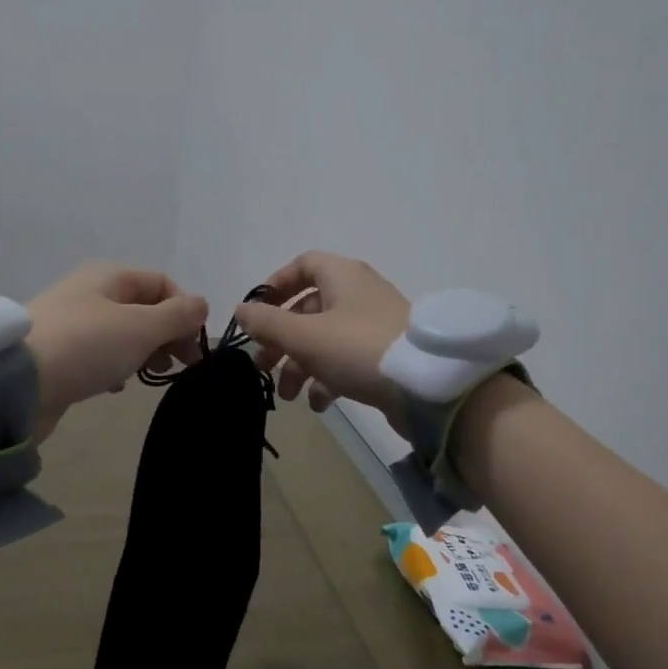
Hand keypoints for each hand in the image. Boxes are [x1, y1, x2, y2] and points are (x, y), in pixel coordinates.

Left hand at [25, 263, 208, 433]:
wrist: (16, 383)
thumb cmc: (86, 346)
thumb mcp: (140, 327)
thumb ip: (177, 316)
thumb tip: (201, 304)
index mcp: (110, 276)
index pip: (162, 284)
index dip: (186, 312)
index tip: (194, 347)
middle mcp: (91, 292)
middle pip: (144, 307)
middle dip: (168, 334)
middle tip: (180, 365)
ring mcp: (72, 323)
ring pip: (123, 332)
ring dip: (145, 351)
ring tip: (151, 375)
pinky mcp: (59, 353)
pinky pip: (100, 354)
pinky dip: (117, 365)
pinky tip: (118, 385)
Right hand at [232, 252, 410, 419]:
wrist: (426, 384)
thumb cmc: (358, 348)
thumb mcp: (304, 335)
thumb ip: (267, 323)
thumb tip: (240, 311)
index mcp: (341, 275)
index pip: (303, 264)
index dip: (276, 285)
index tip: (257, 314)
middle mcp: (357, 294)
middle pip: (308, 308)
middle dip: (281, 339)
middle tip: (263, 365)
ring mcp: (373, 325)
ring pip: (324, 338)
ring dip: (300, 365)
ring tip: (288, 396)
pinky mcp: (384, 354)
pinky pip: (346, 360)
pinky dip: (327, 378)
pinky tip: (318, 404)